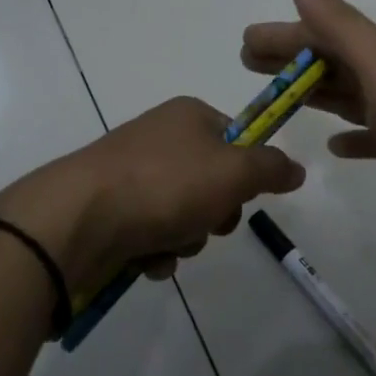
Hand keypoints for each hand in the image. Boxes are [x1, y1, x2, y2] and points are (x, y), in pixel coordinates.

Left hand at [0, 97, 305, 295]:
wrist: (77, 220)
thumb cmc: (165, 186)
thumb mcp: (234, 172)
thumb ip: (271, 168)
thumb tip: (297, 168)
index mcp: (188, 116)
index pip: (237, 138)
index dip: (247, 171)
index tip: (244, 195)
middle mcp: (159, 138)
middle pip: (212, 181)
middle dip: (215, 213)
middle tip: (207, 223)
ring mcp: (131, 175)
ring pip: (184, 214)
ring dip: (186, 237)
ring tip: (169, 244)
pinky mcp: (110, 210)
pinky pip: (152, 234)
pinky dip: (156, 251)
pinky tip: (147, 260)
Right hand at [242, 0, 375, 249]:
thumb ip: (343, 26)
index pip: (327, 34)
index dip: (285, 37)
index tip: (245, 43)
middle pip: (336, 60)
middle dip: (293, 60)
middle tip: (248, 64)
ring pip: (353, 94)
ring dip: (316, 91)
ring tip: (278, 98)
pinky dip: (353, 134)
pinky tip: (334, 145)